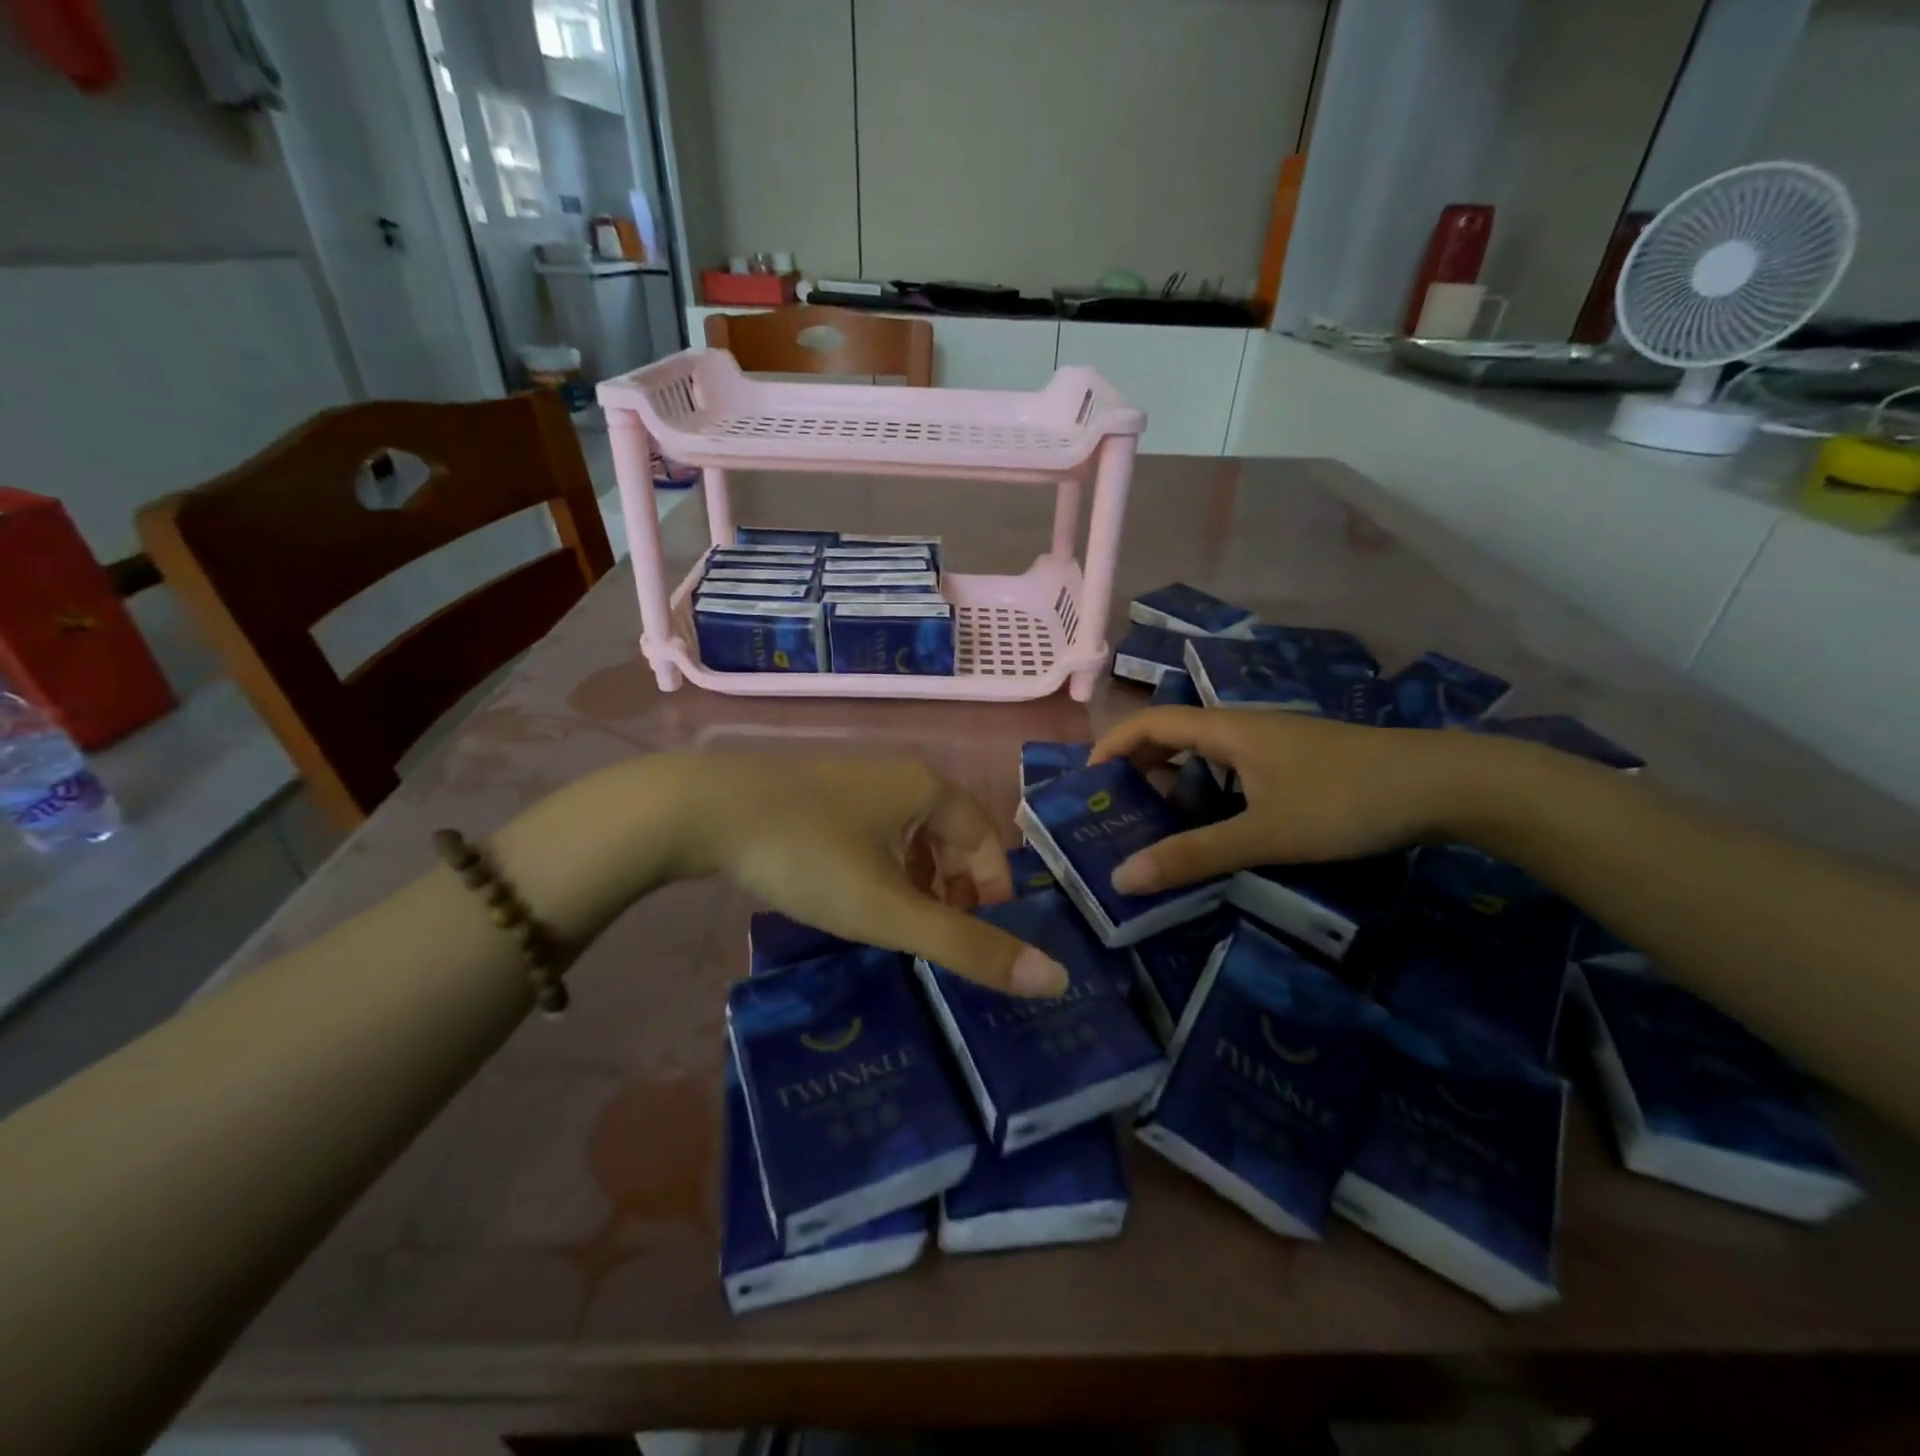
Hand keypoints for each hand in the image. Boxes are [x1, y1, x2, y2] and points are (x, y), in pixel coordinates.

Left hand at [670, 753, 1069, 996]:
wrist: (701, 809)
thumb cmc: (807, 855)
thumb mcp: (889, 911)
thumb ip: (968, 946)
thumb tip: (1054, 979)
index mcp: (928, 788)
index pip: (987, 842)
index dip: (994, 894)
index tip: (979, 941)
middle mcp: (898, 773)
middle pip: (950, 836)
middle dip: (955, 889)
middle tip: (940, 938)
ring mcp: (853, 777)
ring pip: (909, 834)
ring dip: (917, 880)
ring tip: (900, 924)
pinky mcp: (816, 790)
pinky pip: (872, 830)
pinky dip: (881, 865)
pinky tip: (853, 894)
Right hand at [1088, 708, 1491, 893]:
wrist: (1446, 784)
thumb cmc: (1346, 800)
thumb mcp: (1264, 834)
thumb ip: (1193, 855)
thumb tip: (1122, 877)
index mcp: (1227, 729)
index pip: (1150, 723)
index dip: (1112, 747)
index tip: (1087, 784)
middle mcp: (1244, 726)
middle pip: (1173, 734)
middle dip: (1138, 767)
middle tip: (1116, 812)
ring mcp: (1274, 743)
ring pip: (1206, 754)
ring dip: (1174, 780)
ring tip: (1156, 823)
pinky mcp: (1297, 761)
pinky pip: (1233, 768)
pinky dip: (1208, 790)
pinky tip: (1216, 825)